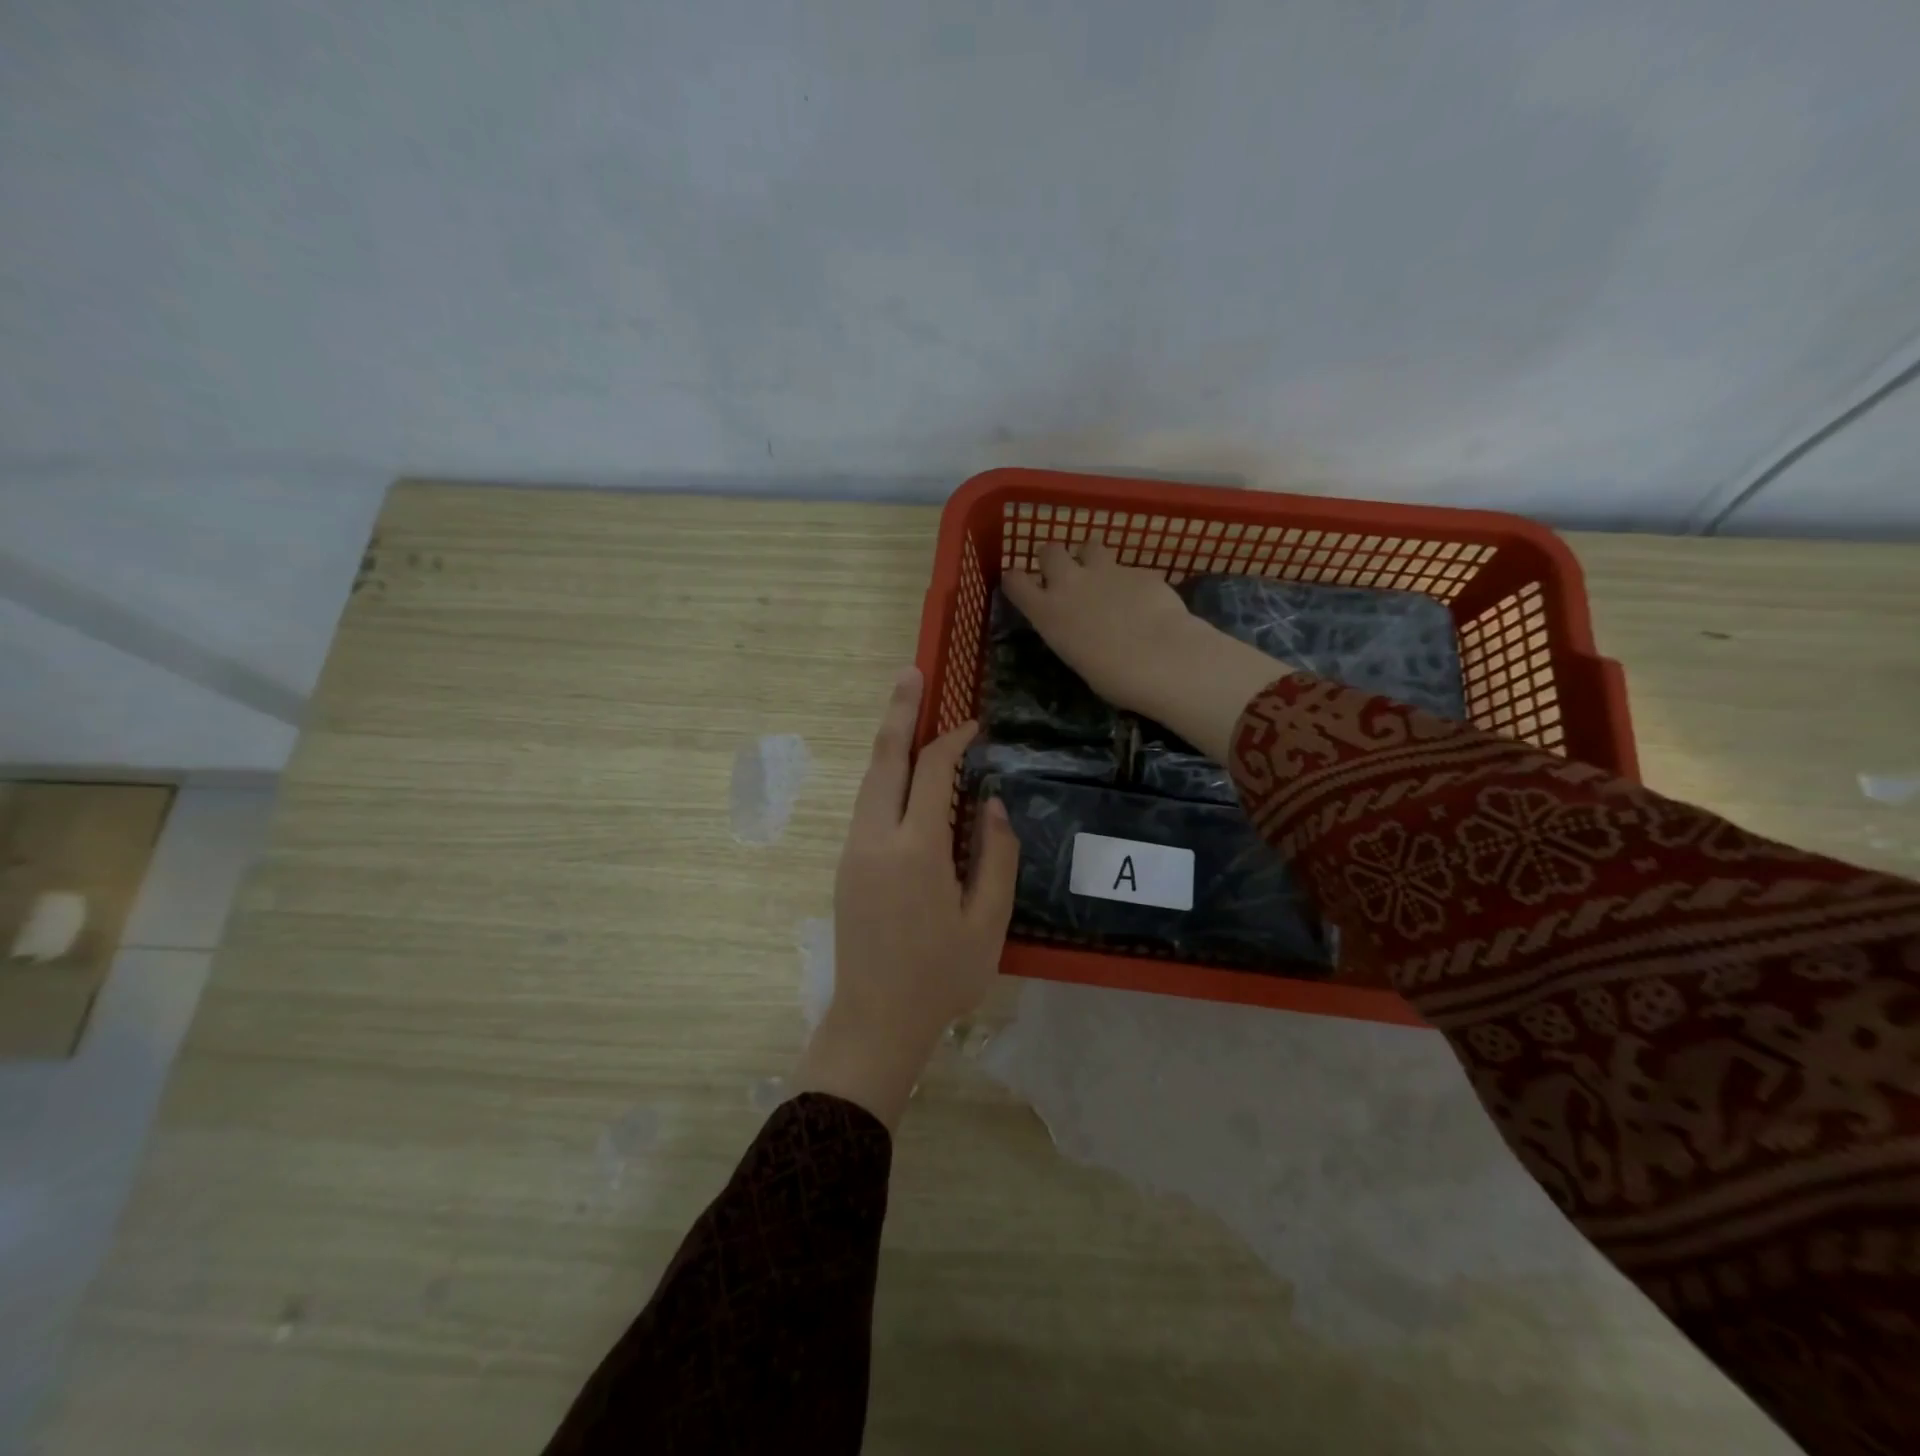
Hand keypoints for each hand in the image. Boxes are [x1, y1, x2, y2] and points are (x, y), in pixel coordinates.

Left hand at [793, 666, 1020, 1129]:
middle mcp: (876, 839)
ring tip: (906, 708)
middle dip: (898, 712)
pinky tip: (902, 773)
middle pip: (884, 759)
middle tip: (911, 673)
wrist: (875, 1019)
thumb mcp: (987, 922)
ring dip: (889, 742)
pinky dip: (885, 776)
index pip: (933, 773)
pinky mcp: (847, 864)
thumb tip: (994, 804)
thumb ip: (996, 857)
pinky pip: (867, 805)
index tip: (976, 726)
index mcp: (915, 851)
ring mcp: (854, 850)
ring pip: (870, 780)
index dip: (954, 741)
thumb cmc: (941, 977)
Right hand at [1001, 540, 1199, 716]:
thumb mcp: (1076, 657)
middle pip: (1050, 551)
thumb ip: (1071, 632)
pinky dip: (1131, 581)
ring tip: (1104, 578)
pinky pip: (1129, 569)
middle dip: (1055, 559)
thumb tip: (1080, 628)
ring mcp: (1106, 571)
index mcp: (1047, 612)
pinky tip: (1144, 601)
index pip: (1015, 581)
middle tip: (1066, 575)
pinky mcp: (1139, 570)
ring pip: (1090, 545)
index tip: (1021, 585)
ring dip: (1092, 558)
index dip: (1016, 580)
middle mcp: (1070, 583)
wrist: (1161, 658)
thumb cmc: (1113, 677)